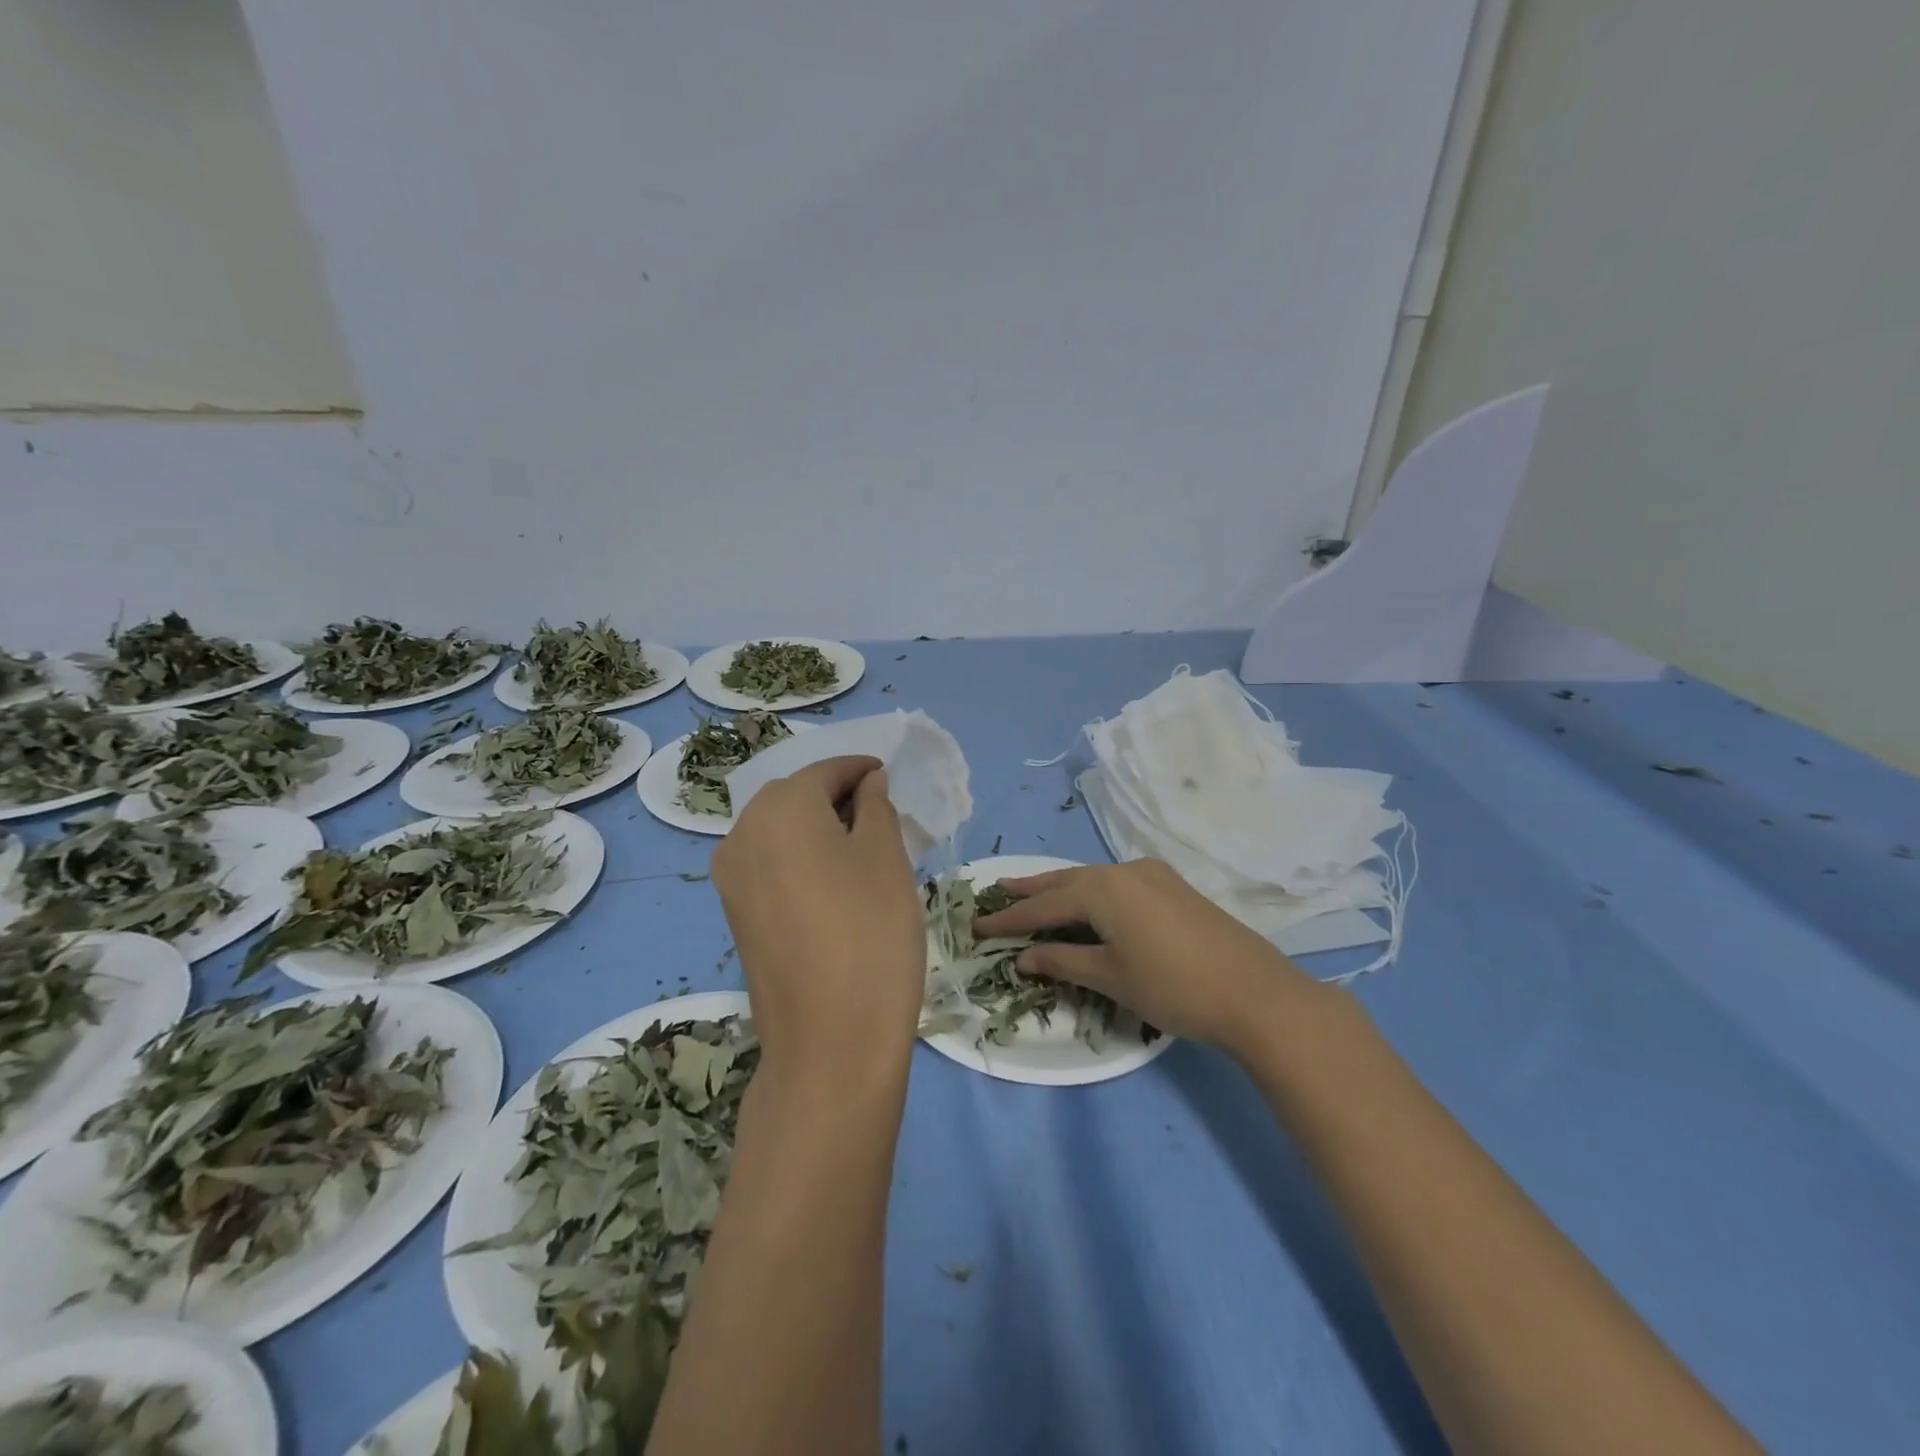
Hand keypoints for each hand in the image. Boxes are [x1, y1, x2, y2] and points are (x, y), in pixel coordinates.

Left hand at [711, 756, 924, 1083]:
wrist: (830, 1042)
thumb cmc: (871, 933)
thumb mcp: (887, 857)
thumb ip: (876, 806)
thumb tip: (866, 784)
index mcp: (780, 808)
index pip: (825, 771)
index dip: (860, 770)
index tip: (889, 776)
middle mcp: (742, 833)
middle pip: (795, 796)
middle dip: (837, 797)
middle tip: (881, 815)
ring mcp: (731, 877)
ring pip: (779, 830)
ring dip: (817, 828)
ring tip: (861, 848)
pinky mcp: (735, 913)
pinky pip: (769, 863)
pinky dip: (799, 857)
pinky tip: (833, 881)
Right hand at [973, 859, 1319, 1050]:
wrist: (1255, 993)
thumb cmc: (1173, 987)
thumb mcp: (1110, 976)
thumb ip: (1062, 961)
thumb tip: (1023, 957)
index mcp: (1103, 888)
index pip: (1043, 905)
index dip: (1009, 919)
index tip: (978, 926)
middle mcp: (1124, 870)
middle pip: (1066, 881)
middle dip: (1031, 890)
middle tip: (998, 891)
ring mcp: (1152, 875)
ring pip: (1093, 880)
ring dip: (1062, 890)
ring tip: (1034, 893)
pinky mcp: (1172, 887)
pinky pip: (1117, 884)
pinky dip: (1092, 894)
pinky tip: (1087, 903)